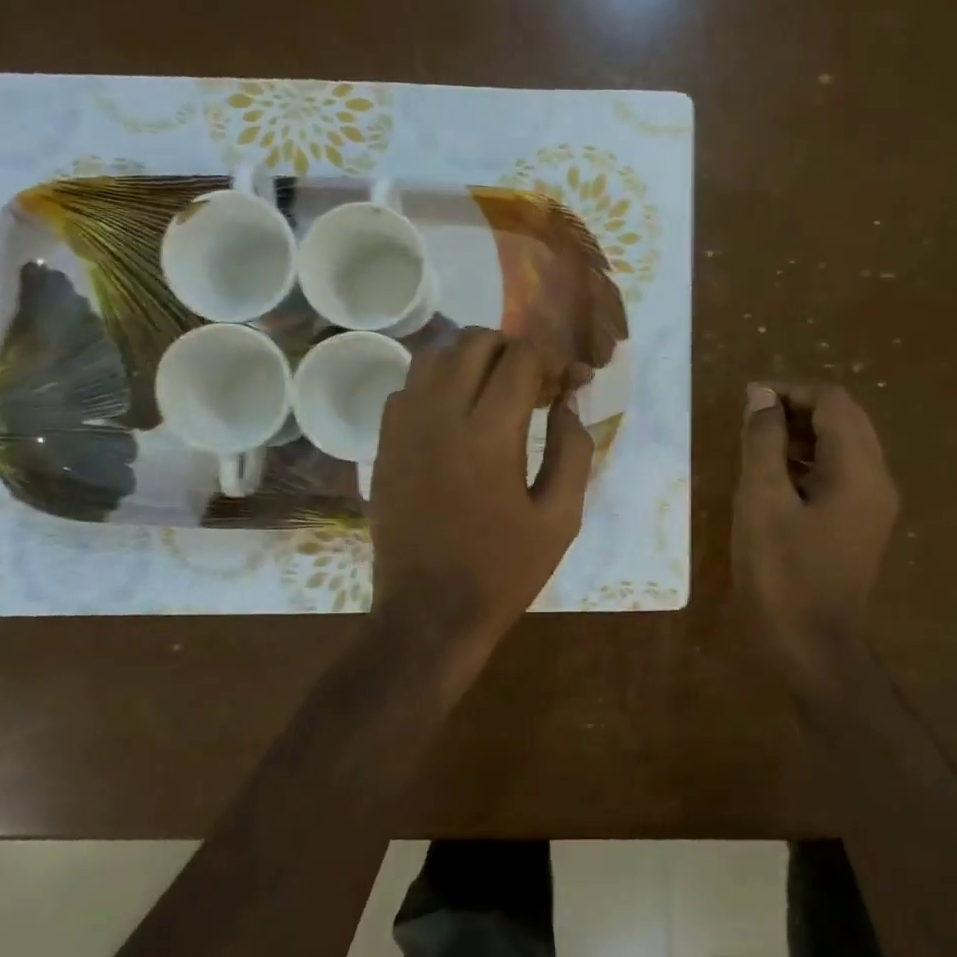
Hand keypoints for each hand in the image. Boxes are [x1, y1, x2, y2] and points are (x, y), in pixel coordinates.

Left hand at [368, 330, 593, 680]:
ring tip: (496, 388)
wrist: (428, 614)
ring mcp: (403, 428)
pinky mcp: (384, 445)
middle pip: (474, 342)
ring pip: (433, 356)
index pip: (520, 359)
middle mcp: (440, 416)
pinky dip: (437, 383)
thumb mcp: (560, 519)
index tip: (569, 383)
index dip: (552, 361)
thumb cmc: (502, 571)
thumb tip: (566, 404)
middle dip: (513, 349)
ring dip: (472, 359)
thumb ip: (572, 451)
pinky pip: (407, 387)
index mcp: (489, 435)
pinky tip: (457, 413)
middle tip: (535, 382)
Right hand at [733, 382, 898, 685]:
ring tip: (756, 445)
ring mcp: (873, 504)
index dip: (790, 391)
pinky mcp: (861, 524)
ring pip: (843, 446)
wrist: (812, 647)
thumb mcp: (761, 502)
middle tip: (752, 420)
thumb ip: (762, 443)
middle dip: (797, 409)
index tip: (748, 401)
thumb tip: (762, 396)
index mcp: (858, 471)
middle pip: (844, 419)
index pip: (833, 402)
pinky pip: (840, 474)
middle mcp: (877, 480)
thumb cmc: (782, 575)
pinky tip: (774, 478)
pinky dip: (809, 462)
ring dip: (802, 435)